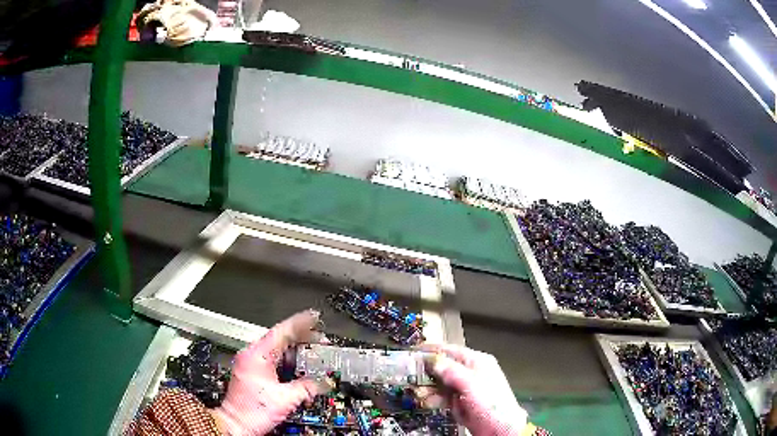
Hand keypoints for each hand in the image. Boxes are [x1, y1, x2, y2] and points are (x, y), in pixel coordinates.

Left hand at [211, 310, 332, 435]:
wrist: (236, 424)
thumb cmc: (252, 412)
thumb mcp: (285, 400)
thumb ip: (307, 388)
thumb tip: (323, 383)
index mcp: (257, 355)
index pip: (282, 332)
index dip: (300, 323)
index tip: (314, 317)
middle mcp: (252, 355)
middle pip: (280, 339)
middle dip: (302, 339)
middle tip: (321, 338)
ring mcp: (251, 363)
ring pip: (278, 350)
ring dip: (296, 353)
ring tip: (314, 354)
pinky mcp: (253, 372)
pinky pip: (274, 361)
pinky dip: (289, 363)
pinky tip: (300, 370)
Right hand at [416, 344, 528, 435]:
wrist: (499, 428)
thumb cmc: (490, 402)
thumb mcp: (470, 383)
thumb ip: (451, 370)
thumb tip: (433, 360)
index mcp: (477, 361)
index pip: (451, 350)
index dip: (432, 350)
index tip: (413, 351)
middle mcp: (469, 372)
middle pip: (443, 367)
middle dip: (427, 371)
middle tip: (409, 374)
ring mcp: (464, 388)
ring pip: (440, 383)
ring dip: (428, 387)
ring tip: (417, 390)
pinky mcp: (459, 402)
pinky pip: (442, 396)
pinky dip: (433, 398)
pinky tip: (427, 401)